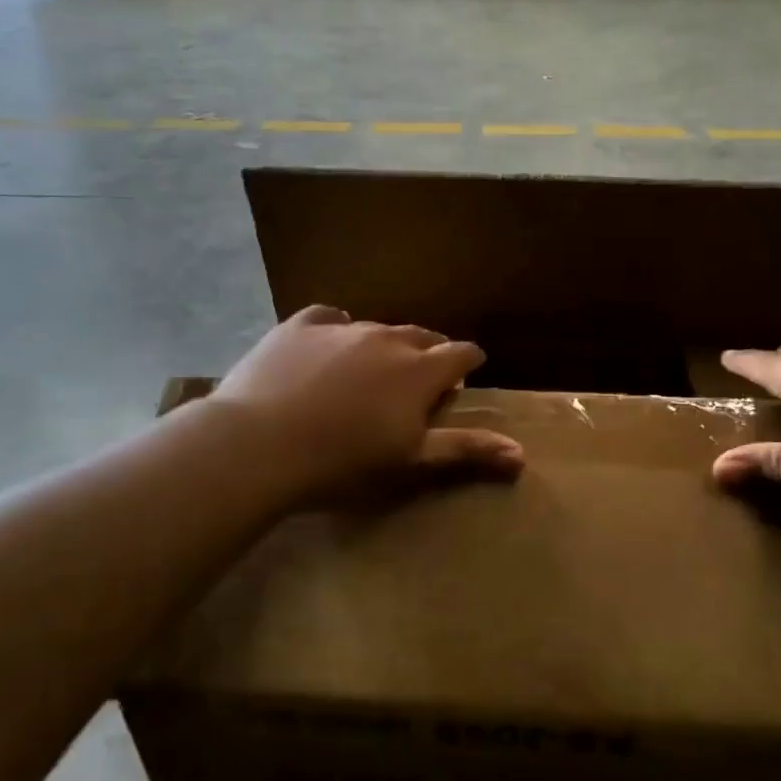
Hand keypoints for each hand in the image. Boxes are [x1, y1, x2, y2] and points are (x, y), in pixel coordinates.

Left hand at [210, 306, 524, 504]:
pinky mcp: (299, 325)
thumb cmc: (342, 463)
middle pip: (421, 336)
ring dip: (386, 344)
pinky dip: (338, 329)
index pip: (461, 353)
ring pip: (378, 327)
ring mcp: (342, 327)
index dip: (469, 362)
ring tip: (376, 367)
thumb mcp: (410, 462)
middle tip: (422, 378)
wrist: (258, 445)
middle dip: (430, 353)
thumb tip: (522, 452)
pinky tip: (330, 343)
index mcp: (419, 370)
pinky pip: (329, 317)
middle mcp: (387, 338)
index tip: (467, 374)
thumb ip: (465, 449)